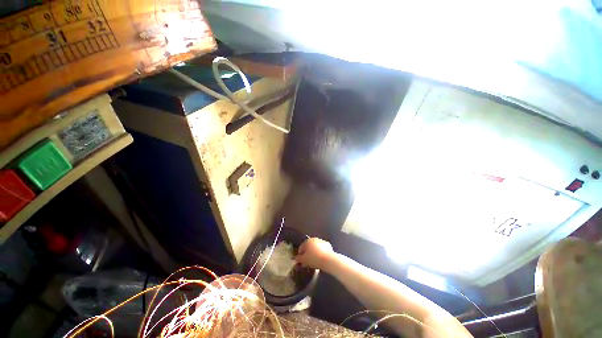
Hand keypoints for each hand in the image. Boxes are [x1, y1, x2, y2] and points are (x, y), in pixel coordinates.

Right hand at [296, 238, 335, 270]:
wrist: (328, 260)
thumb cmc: (314, 259)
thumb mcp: (304, 260)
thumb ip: (298, 258)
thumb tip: (296, 257)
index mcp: (307, 241)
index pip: (301, 248)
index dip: (300, 255)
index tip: (302, 262)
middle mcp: (314, 239)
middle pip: (308, 247)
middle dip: (307, 253)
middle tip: (308, 261)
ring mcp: (321, 241)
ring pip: (315, 247)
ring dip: (314, 252)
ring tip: (315, 261)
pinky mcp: (327, 245)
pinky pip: (322, 249)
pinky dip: (321, 252)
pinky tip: (321, 258)